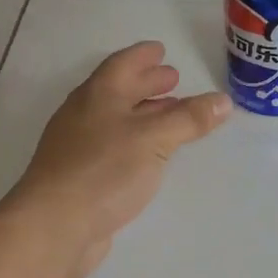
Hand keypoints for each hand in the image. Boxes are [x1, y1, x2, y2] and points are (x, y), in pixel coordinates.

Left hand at [11, 41, 230, 277]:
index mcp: (98, 95)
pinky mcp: (79, 177)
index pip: (122, 65)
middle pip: (117, 91)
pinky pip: (112, 147)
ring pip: (115, 120)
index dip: (142, 56)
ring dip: (142, 113)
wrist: (54, 226)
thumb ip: (189, 119)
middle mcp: (84, 115)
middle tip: (173, 80)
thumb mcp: (154, 139)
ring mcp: (77, 147)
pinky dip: (134, 142)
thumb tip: (223, 100)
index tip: (161, 50)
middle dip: (146, 83)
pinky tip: (149, 156)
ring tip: (170, 115)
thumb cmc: (104, 171)